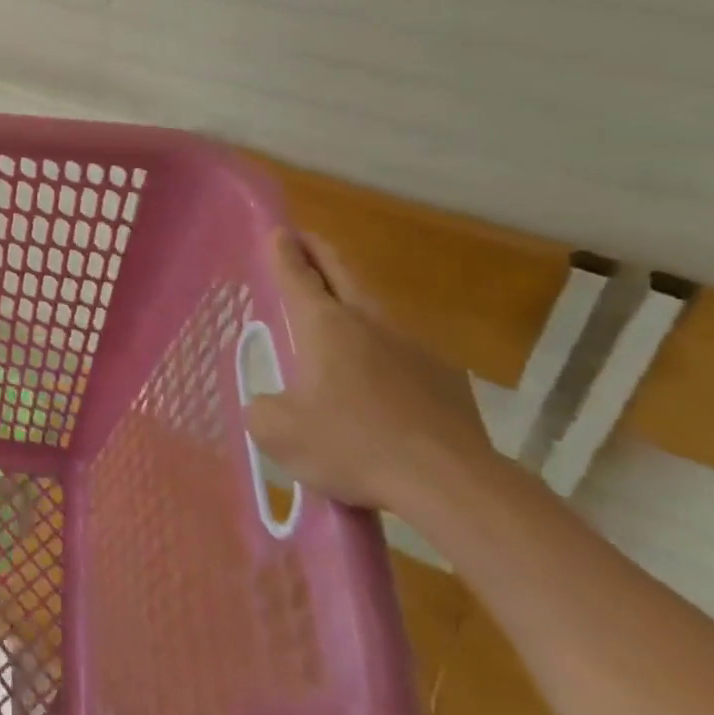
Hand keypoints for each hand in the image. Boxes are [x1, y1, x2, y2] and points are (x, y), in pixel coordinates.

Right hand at [245, 229, 493, 514]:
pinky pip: (405, 356)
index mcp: (324, 326)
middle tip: (306, 240)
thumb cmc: (352, 445)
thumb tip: (269, 404)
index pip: (297, 276)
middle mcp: (368, 324)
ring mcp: (413, 348)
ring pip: (376, 313)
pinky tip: (381, 385)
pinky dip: (385, 356)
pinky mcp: (446, 380)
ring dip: (354, 303)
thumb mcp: (278, 433)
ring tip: (339, 315)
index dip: (284, 253)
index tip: (279, 231)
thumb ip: (263, 409)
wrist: (450, 483)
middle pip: (342, 274)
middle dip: (320, 253)